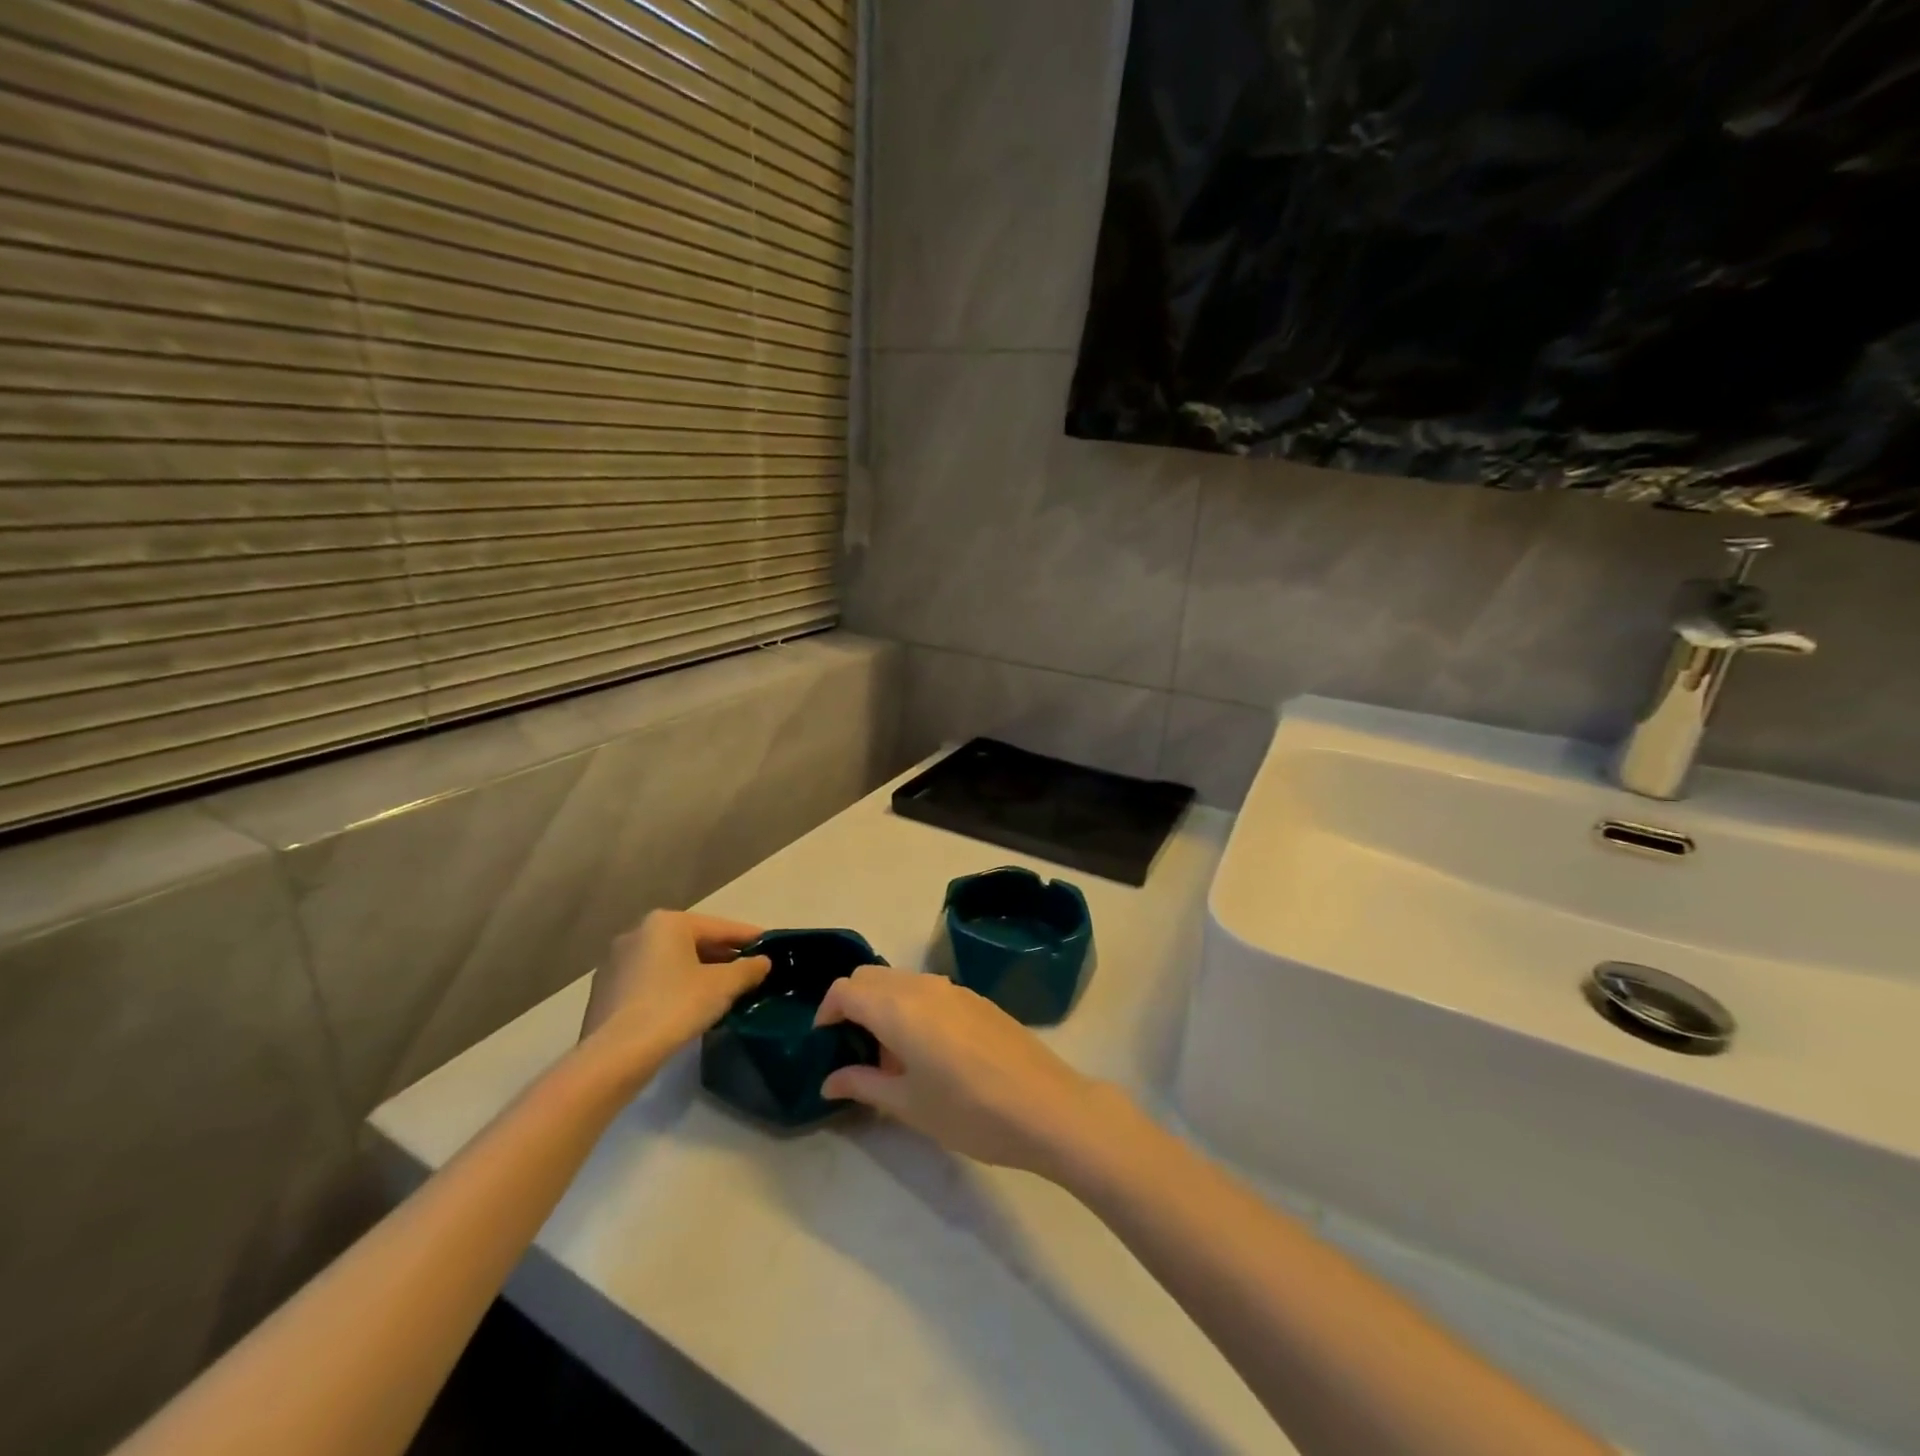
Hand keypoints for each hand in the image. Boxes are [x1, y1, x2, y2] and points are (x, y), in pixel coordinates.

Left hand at [578, 911, 770, 1076]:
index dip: (748, 938)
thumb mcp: (723, 986)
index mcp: (666, 922)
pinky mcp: (603, 993)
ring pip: (669, 963)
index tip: (770, 947)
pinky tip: (686, 1009)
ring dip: (695, 973)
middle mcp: (637, 933)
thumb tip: (762, 962)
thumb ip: (747, 969)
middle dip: (721, 957)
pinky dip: (671, 989)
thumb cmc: (675, 1007)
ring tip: (720, 993)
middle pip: (691, 942)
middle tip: (748, 973)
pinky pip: (649, 983)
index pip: (719, 927)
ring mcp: (615, 963)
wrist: (614, 1056)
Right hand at [814, 966, 1113, 1177]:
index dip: (827, 1011)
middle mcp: (923, 986)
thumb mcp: (908, 1105)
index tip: (825, 1043)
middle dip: (852, 1003)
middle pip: (871, 976)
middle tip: (853, 1049)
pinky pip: (928, 989)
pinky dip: (911, 1006)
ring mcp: (954, 988)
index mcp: (899, 1007)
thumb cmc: (970, 1112)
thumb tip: (829, 1080)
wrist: (1047, 1107)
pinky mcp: (976, 998)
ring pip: (901, 980)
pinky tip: (928, 1051)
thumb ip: (863, 1085)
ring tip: (890, 1056)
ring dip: (883, 1004)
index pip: (846, 989)